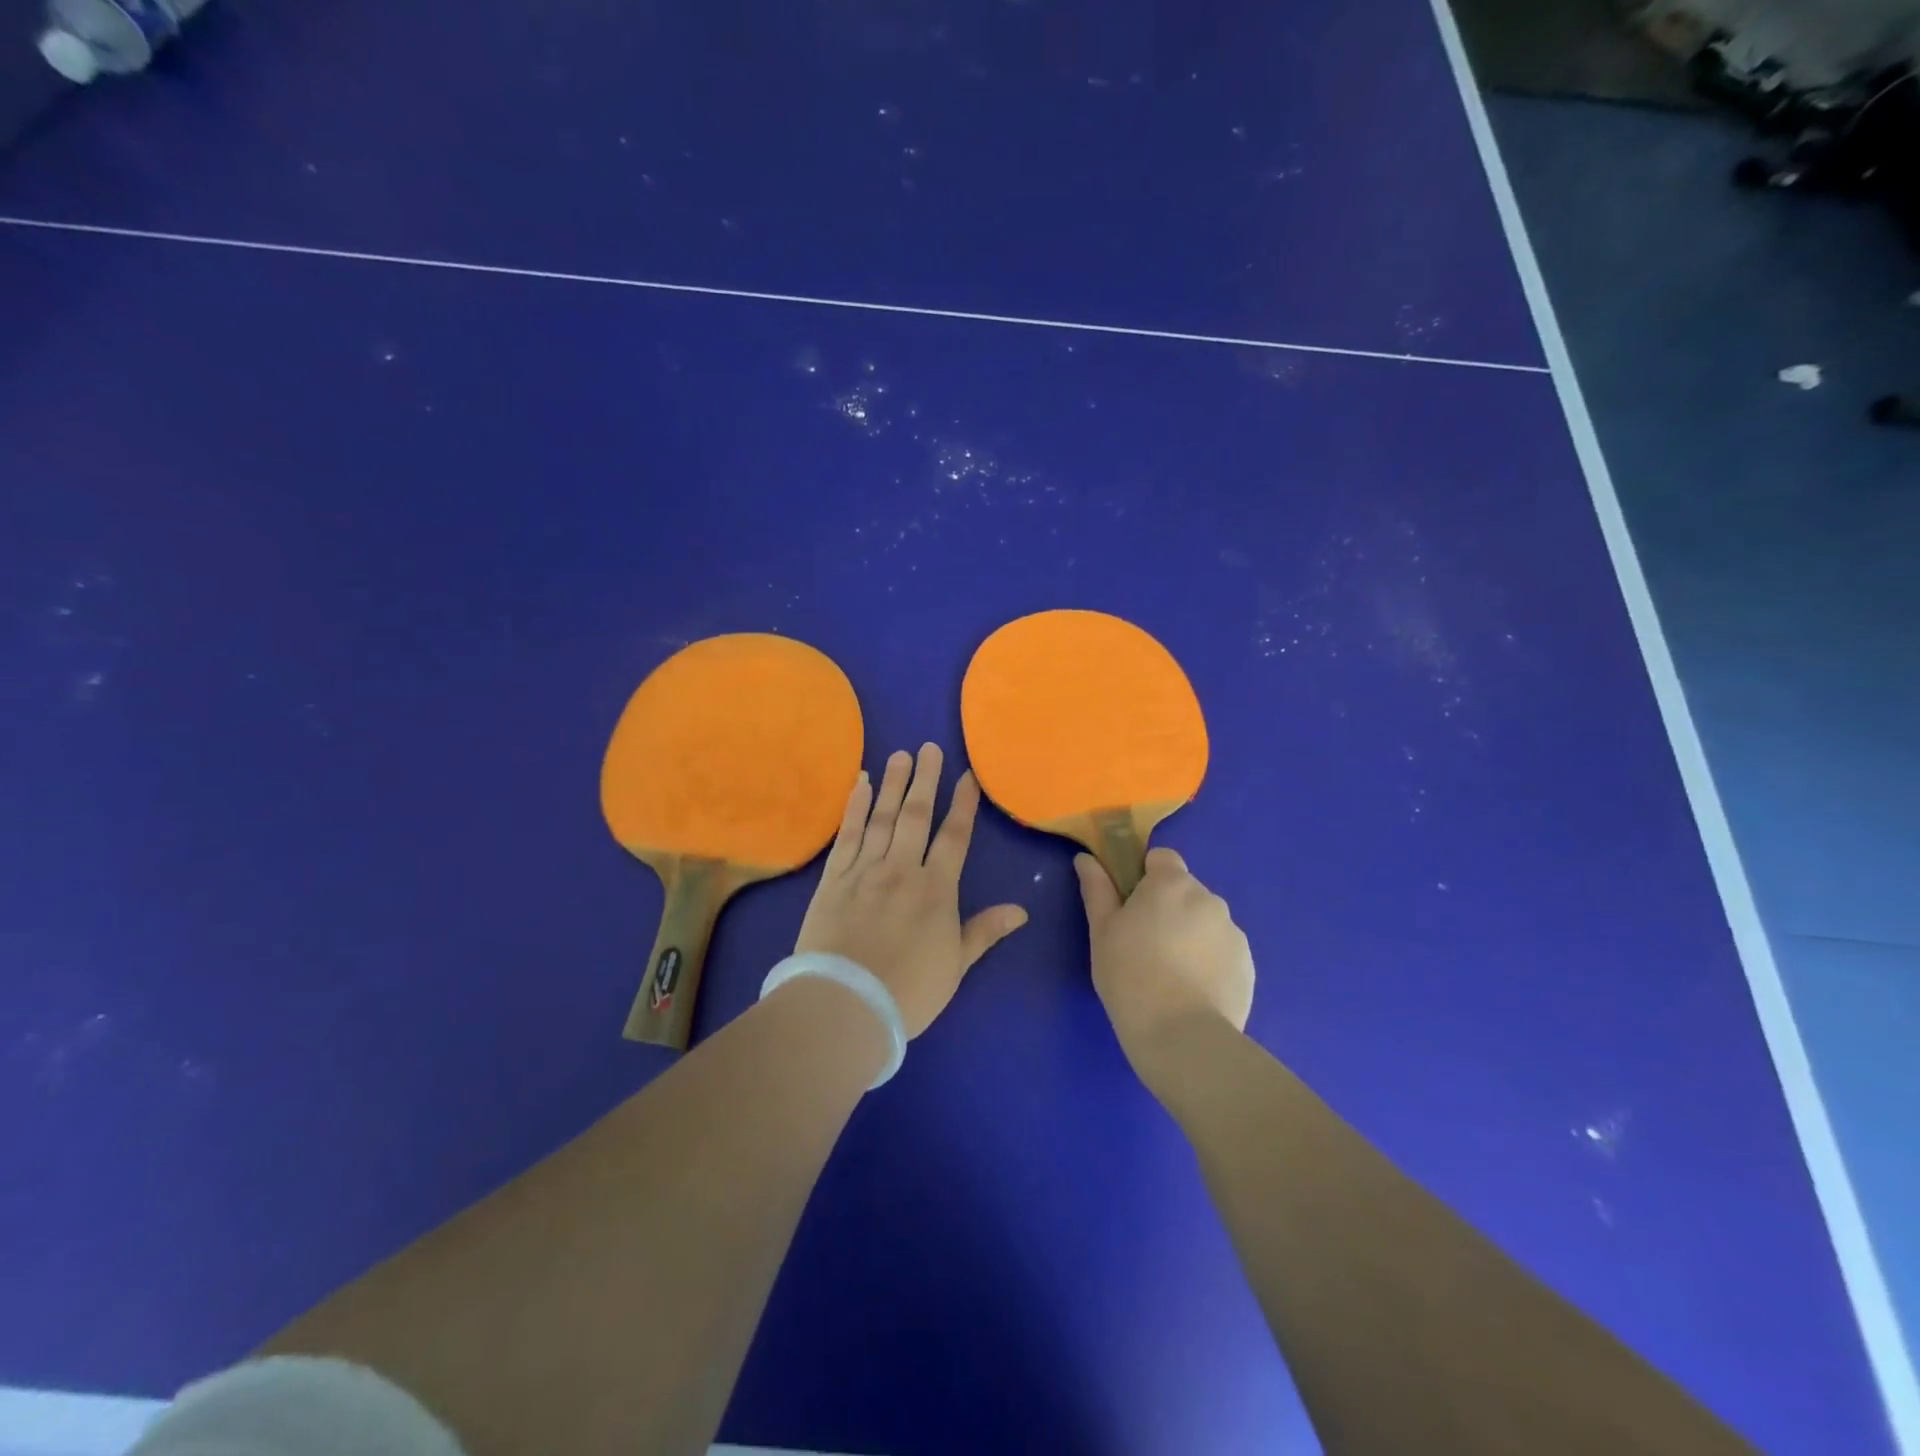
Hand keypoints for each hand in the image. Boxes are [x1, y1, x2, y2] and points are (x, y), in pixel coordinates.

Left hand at [796, 743, 1027, 1038]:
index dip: (962, 804)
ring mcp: (865, 870)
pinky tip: (859, 785)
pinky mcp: (833, 878)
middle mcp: (902, 869)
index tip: (967, 777)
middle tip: (929, 747)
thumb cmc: (908, 992)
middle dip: (925, 780)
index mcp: (936, 890)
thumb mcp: (956, 967)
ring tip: (899, 755)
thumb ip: (984, 932)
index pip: (954, 837)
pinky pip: (846, 835)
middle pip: (916, 816)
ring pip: (882, 818)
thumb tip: (1021, 910)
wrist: (845, 1004)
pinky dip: (854, 807)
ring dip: (892, 784)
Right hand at [1074, 847, 1254, 1074]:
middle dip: (1169, 908)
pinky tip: (1192, 991)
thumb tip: (1085, 859)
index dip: (1145, 877)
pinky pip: (1223, 951)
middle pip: (1185, 891)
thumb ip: (1096, 889)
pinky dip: (1209, 962)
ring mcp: (1233, 933)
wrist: (1181, 1036)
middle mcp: (1209, 899)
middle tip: (1145, 945)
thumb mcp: (1101, 931)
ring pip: (1205, 922)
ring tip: (1171, 975)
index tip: (1131, 908)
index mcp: (1171, 884)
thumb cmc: (1129, 975)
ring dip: (1191, 934)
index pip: (1162, 859)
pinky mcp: (1248, 966)